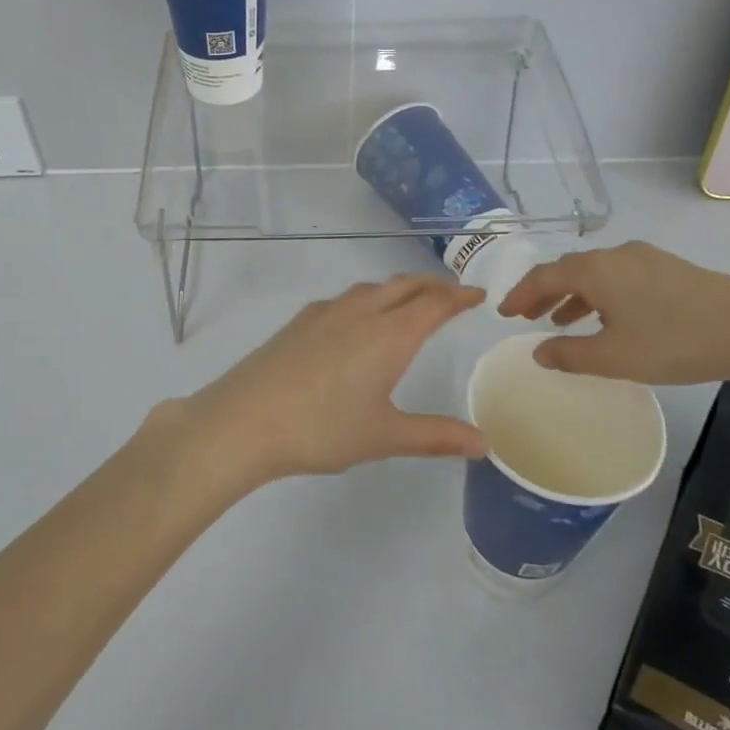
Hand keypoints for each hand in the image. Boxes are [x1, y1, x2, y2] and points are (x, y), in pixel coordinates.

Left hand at [157, 275, 487, 488]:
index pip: (434, 304)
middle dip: (432, 286)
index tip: (479, 295)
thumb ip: (435, 436)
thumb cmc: (321, 429)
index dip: (460, 297)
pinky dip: (367, 299)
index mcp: (389, 335)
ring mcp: (326, 312)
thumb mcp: (384, 436)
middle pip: (405, 285)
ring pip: (372, 288)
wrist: (245, 419)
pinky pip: (345, 298)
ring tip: (409, 304)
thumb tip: (484, 444)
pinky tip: (357, 322)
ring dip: (398, 289)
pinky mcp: (300, 321)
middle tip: (452, 296)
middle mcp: (361, 312)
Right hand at [496, 241, 729, 385]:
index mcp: (595, 270)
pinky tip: (611, 319)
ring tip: (563, 321)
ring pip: (596, 273)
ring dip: (574, 295)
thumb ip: (570, 354)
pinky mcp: (671, 269)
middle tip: (528, 316)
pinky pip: (620, 277)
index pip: (543, 276)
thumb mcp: (615, 357)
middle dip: (544, 293)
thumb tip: (538, 351)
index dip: (520, 294)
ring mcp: (646, 259)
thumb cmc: (674, 341)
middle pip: (568, 269)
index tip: (503, 313)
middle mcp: (615, 255)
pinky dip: (601, 294)